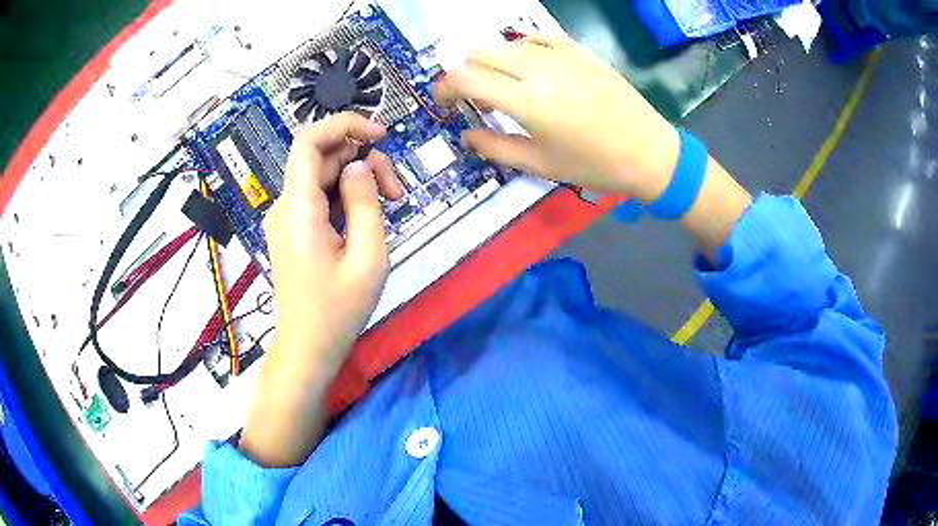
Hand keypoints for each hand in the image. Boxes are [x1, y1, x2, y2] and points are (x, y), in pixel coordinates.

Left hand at [241, 113, 401, 467]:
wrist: (308, 347)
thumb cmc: (339, 311)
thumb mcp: (368, 257)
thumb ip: (366, 202)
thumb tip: (359, 165)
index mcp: (298, 209)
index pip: (309, 141)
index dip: (344, 125)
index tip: (380, 134)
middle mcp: (285, 206)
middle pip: (322, 158)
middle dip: (363, 161)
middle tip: (397, 193)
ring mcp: (286, 217)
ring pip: (323, 176)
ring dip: (357, 180)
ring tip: (390, 205)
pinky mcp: (293, 228)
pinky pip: (319, 197)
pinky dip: (345, 196)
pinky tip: (367, 217)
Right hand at [435, 34, 679, 201]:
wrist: (648, 151)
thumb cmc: (594, 165)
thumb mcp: (541, 165)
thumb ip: (496, 147)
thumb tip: (466, 134)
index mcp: (525, 102)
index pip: (464, 78)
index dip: (444, 88)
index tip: (444, 101)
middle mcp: (538, 70)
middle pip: (480, 53)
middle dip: (466, 72)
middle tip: (475, 95)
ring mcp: (561, 56)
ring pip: (507, 44)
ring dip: (494, 61)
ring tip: (506, 84)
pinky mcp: (579, 51)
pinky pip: (538, 37)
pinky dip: (523, 48)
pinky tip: (530, 64)